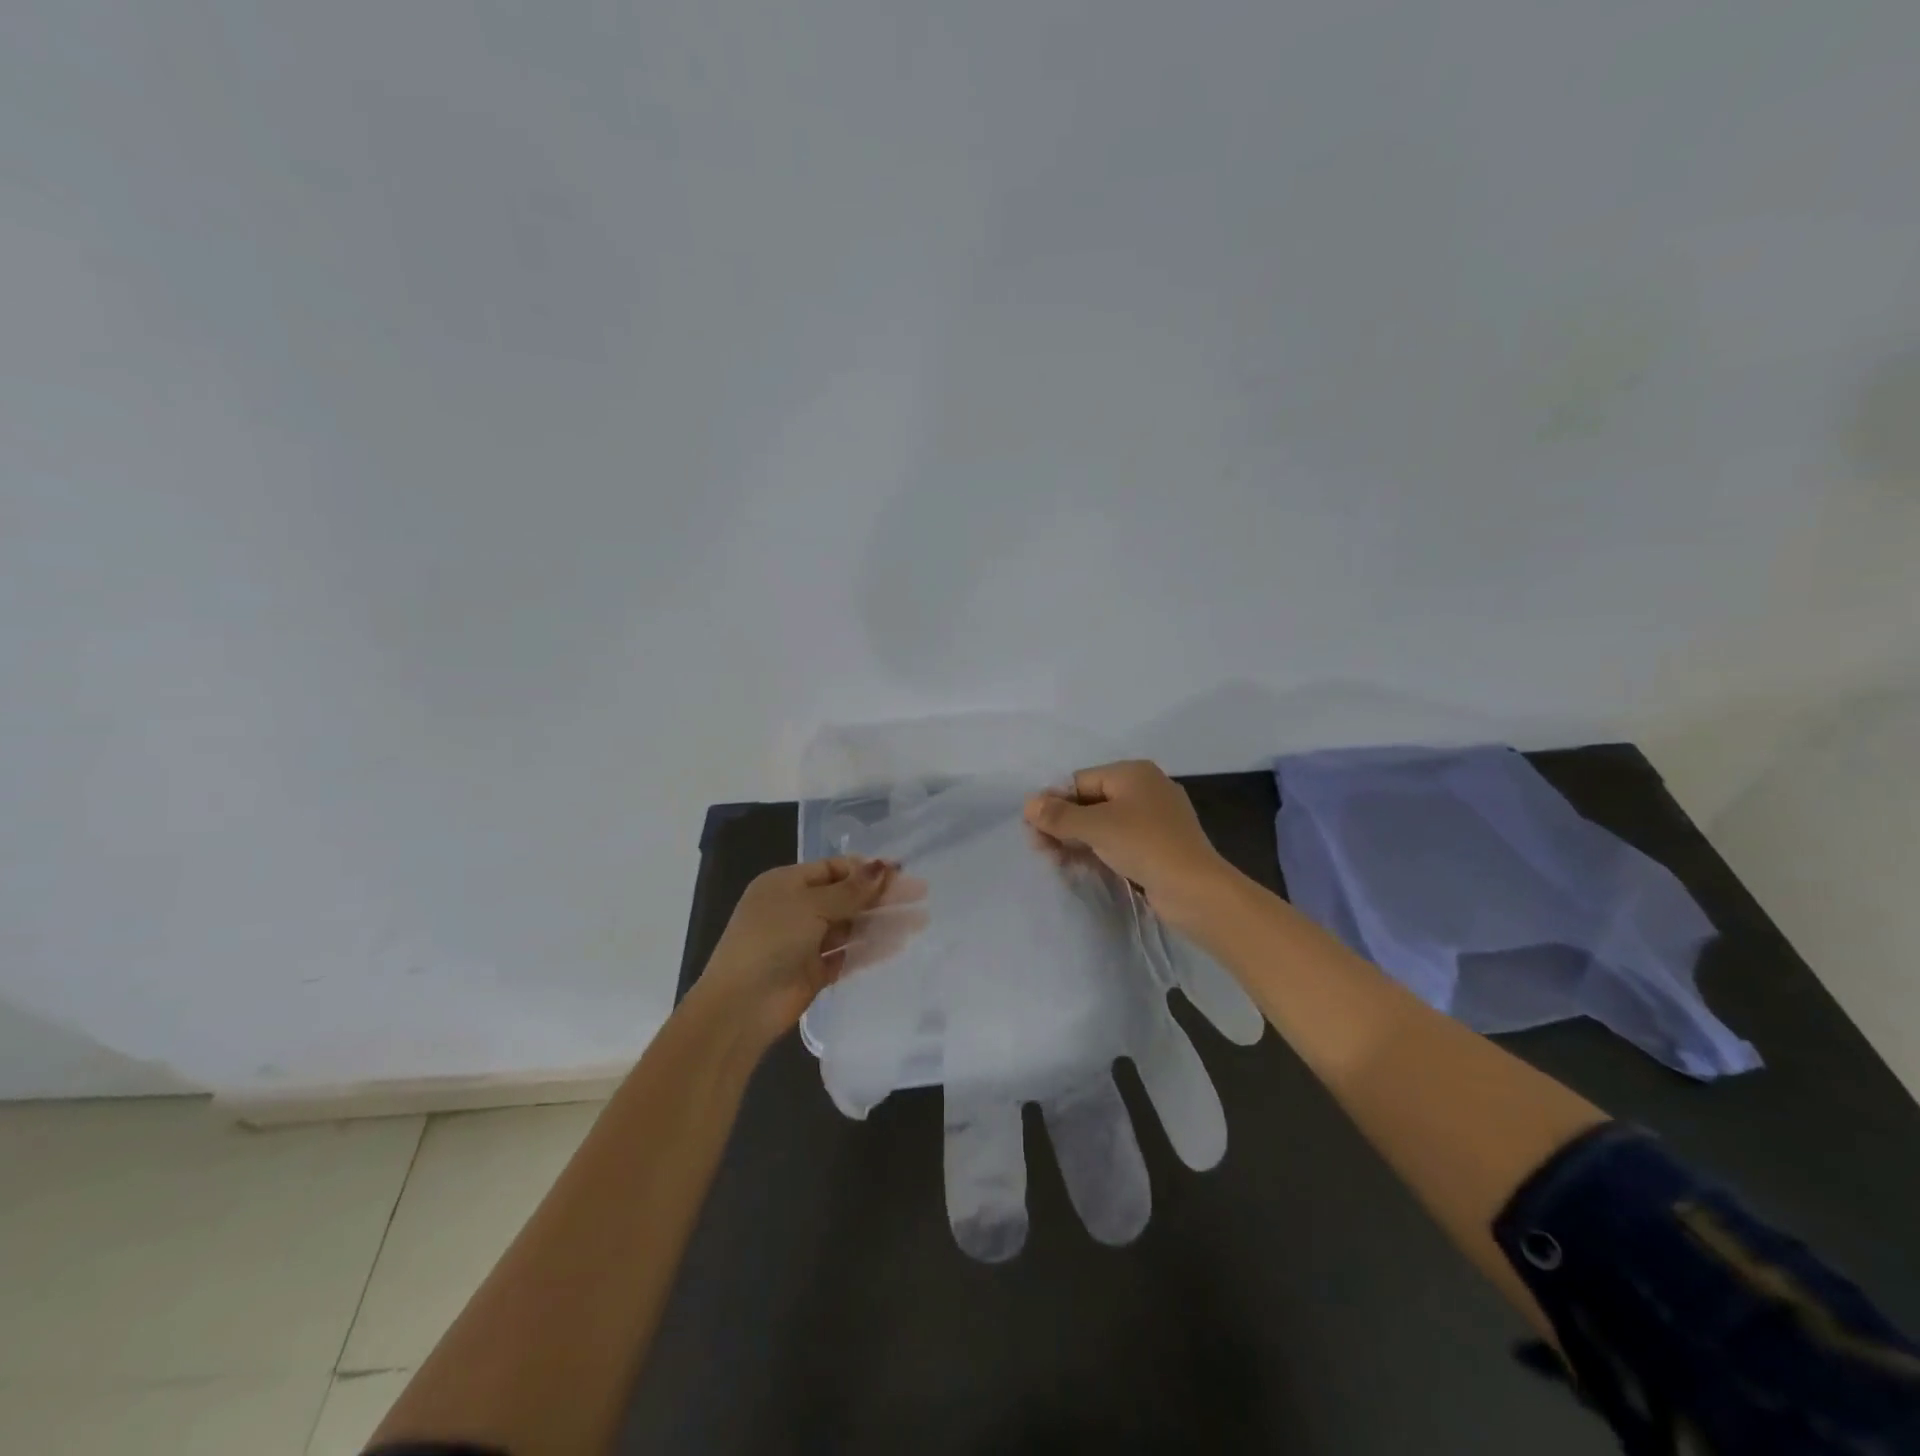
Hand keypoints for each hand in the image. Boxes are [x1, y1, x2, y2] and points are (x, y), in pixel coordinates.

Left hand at [695, 857, 926, 1052]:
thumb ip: (851, 890)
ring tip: (919, 920)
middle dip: (882, 895)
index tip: (901, 872)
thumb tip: (884, 866)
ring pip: (851, 926)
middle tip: (920, 894)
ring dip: (882, 922)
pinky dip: (872, 949)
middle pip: (846, 897)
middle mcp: (796, 909)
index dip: (867, 869)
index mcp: (786, 883)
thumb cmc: (771, 940)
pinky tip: (899, 944)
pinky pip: (848, 954)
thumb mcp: (811, 905)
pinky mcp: (814, 972)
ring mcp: (805, 942)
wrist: (741, 1005)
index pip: (834, 869)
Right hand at [1024, 760, 1228, 920]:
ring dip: (1077, 840)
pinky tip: (1078, 866)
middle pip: (1091, 801)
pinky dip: (1098, 850)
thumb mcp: (1095, 827)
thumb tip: (1028, 803)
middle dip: (1063, 824)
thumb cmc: (1144, 845)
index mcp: (1133, 773)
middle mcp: (1145, 789)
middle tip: (1039, 849)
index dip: (1054, 802)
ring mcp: (1155, 819)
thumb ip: (1059, 815)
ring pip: (1104, 824)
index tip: (1032, 828)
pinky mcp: (1159, 846)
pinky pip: (1120, 841)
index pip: (1081, 781)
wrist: (1196, 889)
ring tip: (1054, 861)